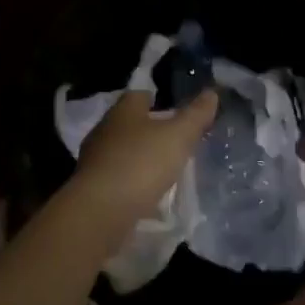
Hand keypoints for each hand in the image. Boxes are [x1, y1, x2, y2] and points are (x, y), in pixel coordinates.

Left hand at [68, 89, 217, 230]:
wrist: (101, 210)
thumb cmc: (141, 163)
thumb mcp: (178, 136)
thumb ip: (195, 115)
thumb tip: (211, 93)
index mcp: (123, 111)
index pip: (139, 95)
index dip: (157, 99)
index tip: (174, 109)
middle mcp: (104, 130)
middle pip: (129, 123)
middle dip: (148, 129)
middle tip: (174, 139)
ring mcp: (95, 160)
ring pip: (121, 150)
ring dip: (139, 156)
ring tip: (163, 167)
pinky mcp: (92, 187)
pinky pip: (117, 177)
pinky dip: (131, 181)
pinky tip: (146, 192)